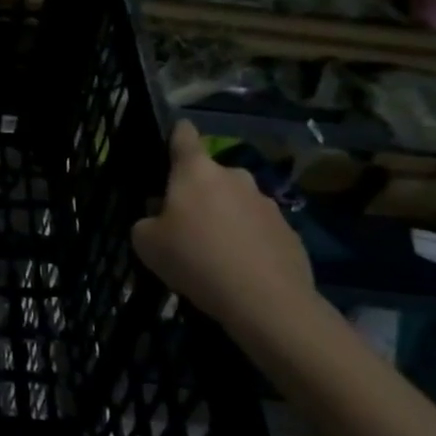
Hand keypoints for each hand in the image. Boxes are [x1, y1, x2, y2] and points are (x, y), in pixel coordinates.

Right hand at [131, 120, 315, 328]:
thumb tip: (159, 218)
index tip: (171, 141)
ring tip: (214, 252)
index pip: (184, 135)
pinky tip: (240, 269)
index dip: (176, 135)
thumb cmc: (195, 259)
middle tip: (184, 224)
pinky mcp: (289, 231)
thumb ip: (146, 221)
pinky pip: (258, 229)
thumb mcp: (145, 243)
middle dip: (198, 192)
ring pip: (236, 202)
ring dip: (224, 217)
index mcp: (195, 171)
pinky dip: (248, 241)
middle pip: (210, 175)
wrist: (265, 301)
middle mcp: (234, 176)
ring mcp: (266, 202)